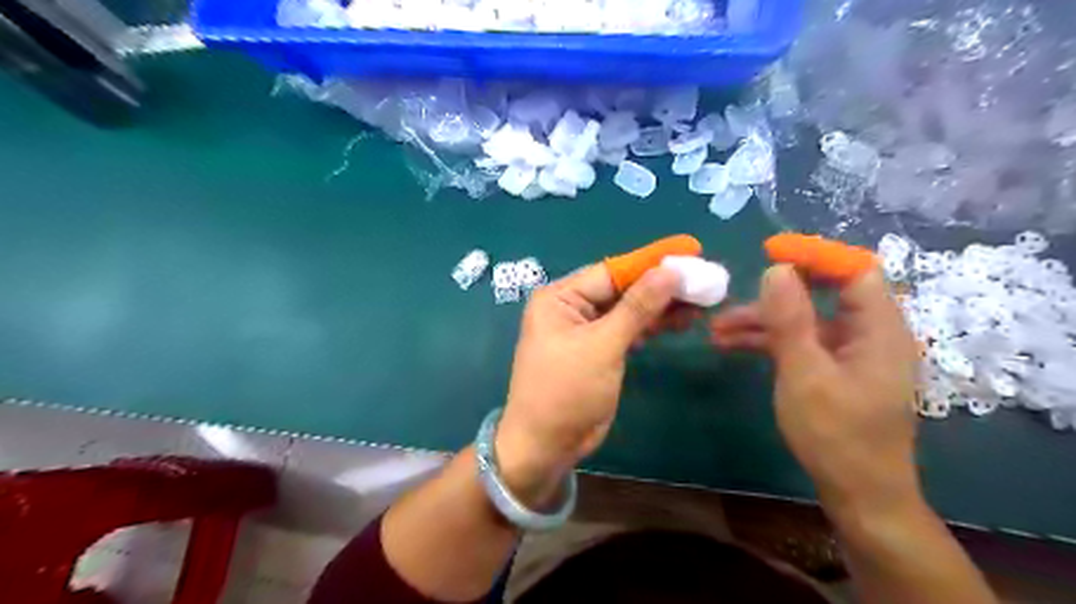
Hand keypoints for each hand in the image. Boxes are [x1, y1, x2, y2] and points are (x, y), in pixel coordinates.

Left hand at [495, 263, 678, 504]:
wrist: (547, 445)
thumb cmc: (566, 391)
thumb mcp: (603, 346)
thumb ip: (637, 307)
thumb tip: (669, 271)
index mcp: (560, 298)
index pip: (612, 271)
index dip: (651, 261)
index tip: (689, 250)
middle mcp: (572, 308)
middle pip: (623, 289)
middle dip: (661, 285)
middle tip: (703, 279)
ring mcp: (587, 330)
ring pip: (630, 310)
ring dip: (662, 306)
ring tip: (701, 300)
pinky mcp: (600, 351)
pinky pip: (629, 330)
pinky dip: (653, 325)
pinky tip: (681, 320)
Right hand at [712, 263, 918, 514]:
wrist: (858, 493)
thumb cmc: (836, 434)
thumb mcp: (805, 373)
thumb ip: (790, 319)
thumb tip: (776, 268)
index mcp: (878, 328)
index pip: (853, 270)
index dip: (813, 254)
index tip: (771, 251)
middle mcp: (869, 333)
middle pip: (822, 293)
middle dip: (774, 294)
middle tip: (732, 294)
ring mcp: (850, 352)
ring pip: (804, 320)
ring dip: (762, 321)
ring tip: (716, 328)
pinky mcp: (833, 369)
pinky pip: (800, 343)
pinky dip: (768, 341)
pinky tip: (731, 345)